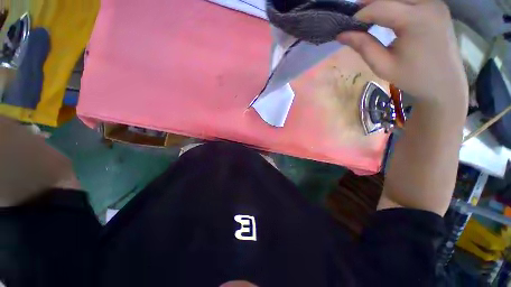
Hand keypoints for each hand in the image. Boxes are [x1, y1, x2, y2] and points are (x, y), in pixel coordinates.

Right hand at [337, 0, 467, 105]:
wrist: (445, 83)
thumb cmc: (413, 78)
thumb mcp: (383, 65)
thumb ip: (363, 46)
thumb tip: (342, 35)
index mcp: (415, 21)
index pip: (380, 7)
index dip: (360, 15)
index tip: (346, 26)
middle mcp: (428, 4)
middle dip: (370, 2)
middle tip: (355, 15)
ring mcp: (435, 3)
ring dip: (383, 1)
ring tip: (369, 13)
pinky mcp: (437, 5)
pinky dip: (396, 3)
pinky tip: (387, 12)